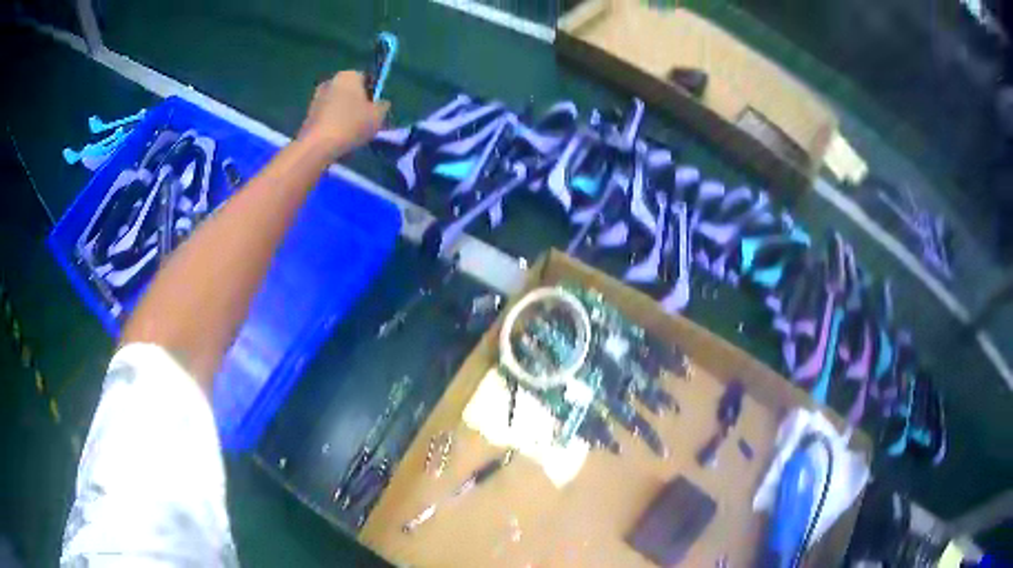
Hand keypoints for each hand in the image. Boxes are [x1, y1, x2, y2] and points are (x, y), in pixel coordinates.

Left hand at [298, 70, 389, 154]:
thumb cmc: (351, 125)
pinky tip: (338, 139)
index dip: (373, 94)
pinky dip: (333, 125)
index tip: (375, 110)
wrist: (317, 146)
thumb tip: (381, 104)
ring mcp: (316, 98)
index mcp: (348, 75)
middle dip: (357, 104)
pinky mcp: (308, 115)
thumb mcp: (377, 116)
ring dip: (344, 115)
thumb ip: (383, 106)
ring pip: (337, 105)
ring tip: (351, 134)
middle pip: (350, 92)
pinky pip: (327, 117)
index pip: (366, 79)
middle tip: (365, 122)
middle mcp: (330, 81)